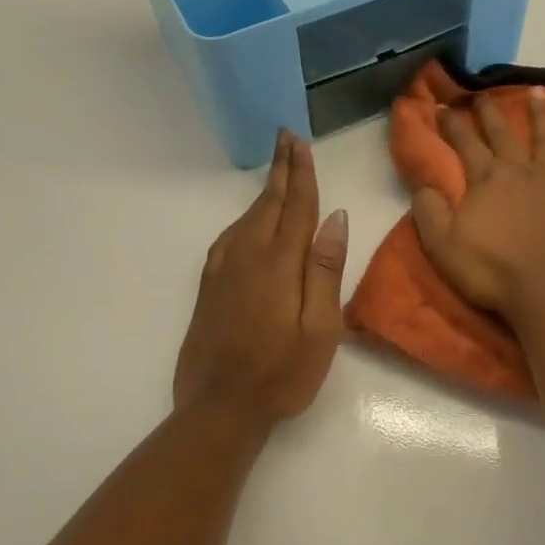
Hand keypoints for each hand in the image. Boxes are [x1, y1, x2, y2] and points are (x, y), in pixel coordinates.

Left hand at [174, 132, 348, 424]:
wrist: (219, 408)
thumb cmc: (282, 372)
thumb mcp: (320, 328)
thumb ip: (325, 269)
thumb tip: (335, 218)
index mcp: (280, 263)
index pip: (296, 207)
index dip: (301, 173)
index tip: (300, 143)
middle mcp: (248, 257)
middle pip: (268, 204)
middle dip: (280, 170)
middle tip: (285, 137)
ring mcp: (224, 272)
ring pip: (246, 219)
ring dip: (263, 191)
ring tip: (276, 171)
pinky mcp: (209, 288)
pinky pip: (228, 239)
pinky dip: (243, 220)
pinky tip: (246, 222)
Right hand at [413, 88, 544, 316]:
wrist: (543, 292)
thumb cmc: (489, 270)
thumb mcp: (441, 244)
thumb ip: (429, 210)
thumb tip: (424, 184)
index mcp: (487, 181)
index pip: (465, 145)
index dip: (451, 125)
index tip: (441, 106)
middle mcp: (522, 173)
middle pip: (504, 137)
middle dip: (490, 114)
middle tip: (482, 94)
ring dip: (543, 117)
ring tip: (540, 92)